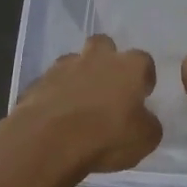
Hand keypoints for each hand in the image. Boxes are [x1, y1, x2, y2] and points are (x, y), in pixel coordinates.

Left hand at [4, 34, 162, 177]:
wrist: (48, 141)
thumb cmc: (106, 136)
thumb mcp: (145, 139)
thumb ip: (148, 123)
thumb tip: (144, 119)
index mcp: (129, 67)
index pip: (144, 61)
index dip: (144, 77)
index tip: (142, 94)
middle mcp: (97, 58)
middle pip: (104, 45)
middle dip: (107, 60)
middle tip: (108, 86)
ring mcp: (64, 67)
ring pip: (74, 61)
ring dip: (78, 76)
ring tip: (79, 103)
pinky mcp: (38, 82)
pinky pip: (52, 83)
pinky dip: (56, 94)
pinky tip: (56, 115)